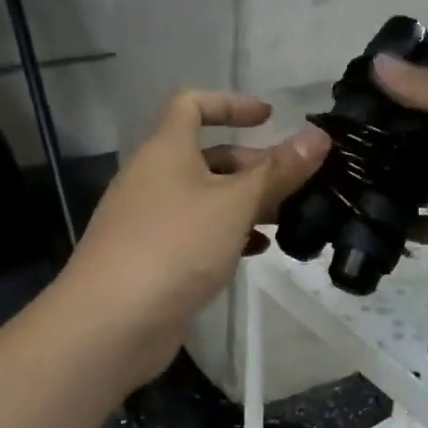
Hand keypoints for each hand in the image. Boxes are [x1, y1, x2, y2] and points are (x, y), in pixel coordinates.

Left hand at [63, 91, 329, 357]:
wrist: (110, 323)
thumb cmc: (175, 246)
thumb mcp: (234, 204)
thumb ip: (278, 171)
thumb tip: (318, 136)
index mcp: (166, 151)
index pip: (192, 105)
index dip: (230, 103)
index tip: (269, 118)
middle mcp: (153, 178)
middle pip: (206, 156)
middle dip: (252, 165)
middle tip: (296, 184)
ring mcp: (149, 220)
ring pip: (204, 198)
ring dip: (244, 203)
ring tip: (287, 219)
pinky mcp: (152, 258)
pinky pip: (195, 233)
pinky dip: (226, 234)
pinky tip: (256, 252)